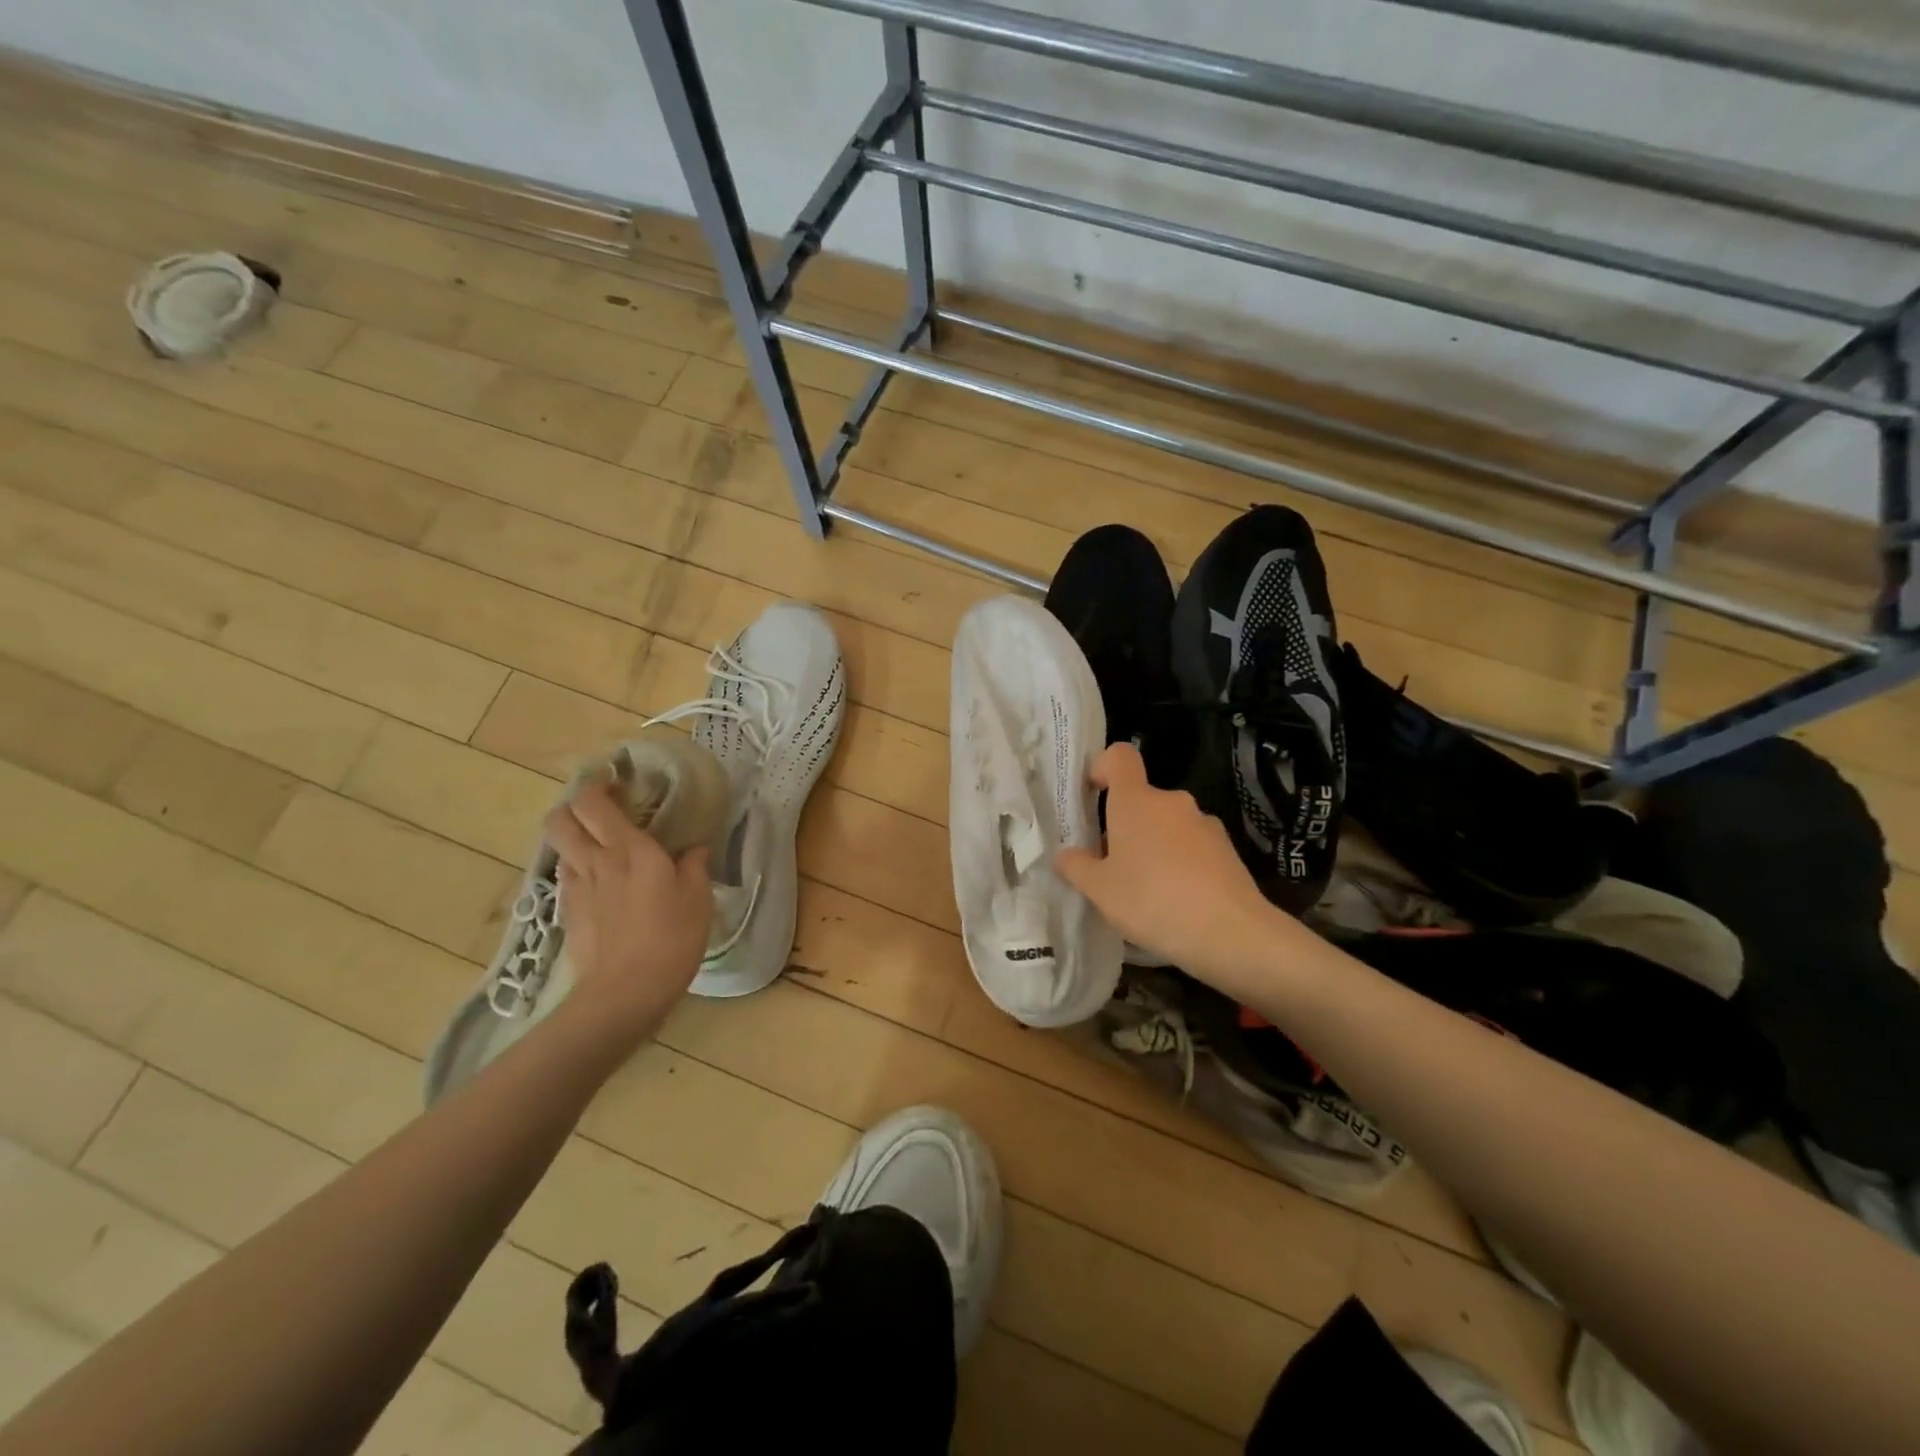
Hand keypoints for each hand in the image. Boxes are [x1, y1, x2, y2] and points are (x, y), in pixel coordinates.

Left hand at [542, 780, 711, 1040]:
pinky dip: (581, 873)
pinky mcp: (569, 916)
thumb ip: (694, 866)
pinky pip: (569, 880)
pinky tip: (604, 888)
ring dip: (577, 840)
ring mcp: (576, 890)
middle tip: (602, 811)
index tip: (618, 784)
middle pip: (560, 820)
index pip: (593, 803)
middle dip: (573, 807)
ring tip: (604, 850)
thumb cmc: (671, 938)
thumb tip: (694, 849)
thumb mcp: (698, 898)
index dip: (598, 786)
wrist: (625, 993)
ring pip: (562, 849)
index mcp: (629, 850)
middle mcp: (595, 862)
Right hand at [1055, 743, 1285, 983]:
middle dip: (1124, 826)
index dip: (1102, 767)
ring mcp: (1204, 824)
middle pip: (1141, 800)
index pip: (1119, 756)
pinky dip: (1180, 863)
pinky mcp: (1227, 849)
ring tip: (1146, 891)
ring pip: (1167, 825)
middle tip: (1112, 866)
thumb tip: (1065, 855)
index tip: (1092, 795)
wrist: (1230, 932)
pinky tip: (1177, 901)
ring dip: (1153, 846)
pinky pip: (1192, 846)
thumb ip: (1076, 867)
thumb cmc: (1152, 900)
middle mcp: (1172, 802)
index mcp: (1136, 801)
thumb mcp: (1100, 890)